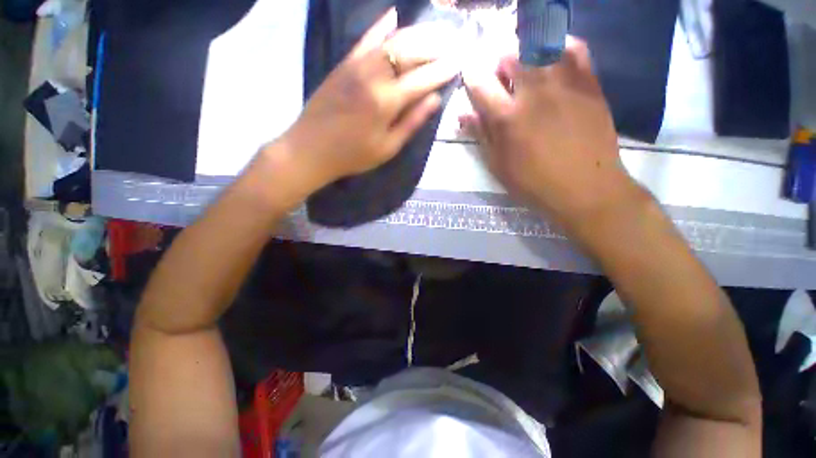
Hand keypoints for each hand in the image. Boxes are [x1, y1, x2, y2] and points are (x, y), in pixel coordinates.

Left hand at [278, 8, 459, 192]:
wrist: (311, 149)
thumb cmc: (353, 155)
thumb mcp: (387, 148)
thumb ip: (411, 122)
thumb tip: (434, 100)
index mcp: (386, 102)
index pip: (422, 79)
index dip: (442, 71)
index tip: (459, 63)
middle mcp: (374, 75)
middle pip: (410, 52)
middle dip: (434, 47)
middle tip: (452, 45)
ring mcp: (356, 65)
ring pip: (392, 40)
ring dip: (416, 34)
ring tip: (434, 32)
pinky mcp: (344, 63)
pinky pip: (365, 39)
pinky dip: (381, 26)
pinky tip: (393, 15)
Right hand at [460, 38, 639, 230]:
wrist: (585, 188)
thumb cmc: (533, 183)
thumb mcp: (498, 165)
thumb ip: (481, 136)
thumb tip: (463, 115)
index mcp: (507, 118)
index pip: (480, 84)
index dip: (472, 77)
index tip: (471, 77)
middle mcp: (534, 93)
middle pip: (510, 57)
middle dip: (500, 65)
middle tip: (502, 80)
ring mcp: (565, 84)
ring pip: (541, 47)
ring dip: (527, 54)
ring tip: (527, 70)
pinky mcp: (589, 84)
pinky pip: (575, 49)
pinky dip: (560, 48)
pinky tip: (554, 60)